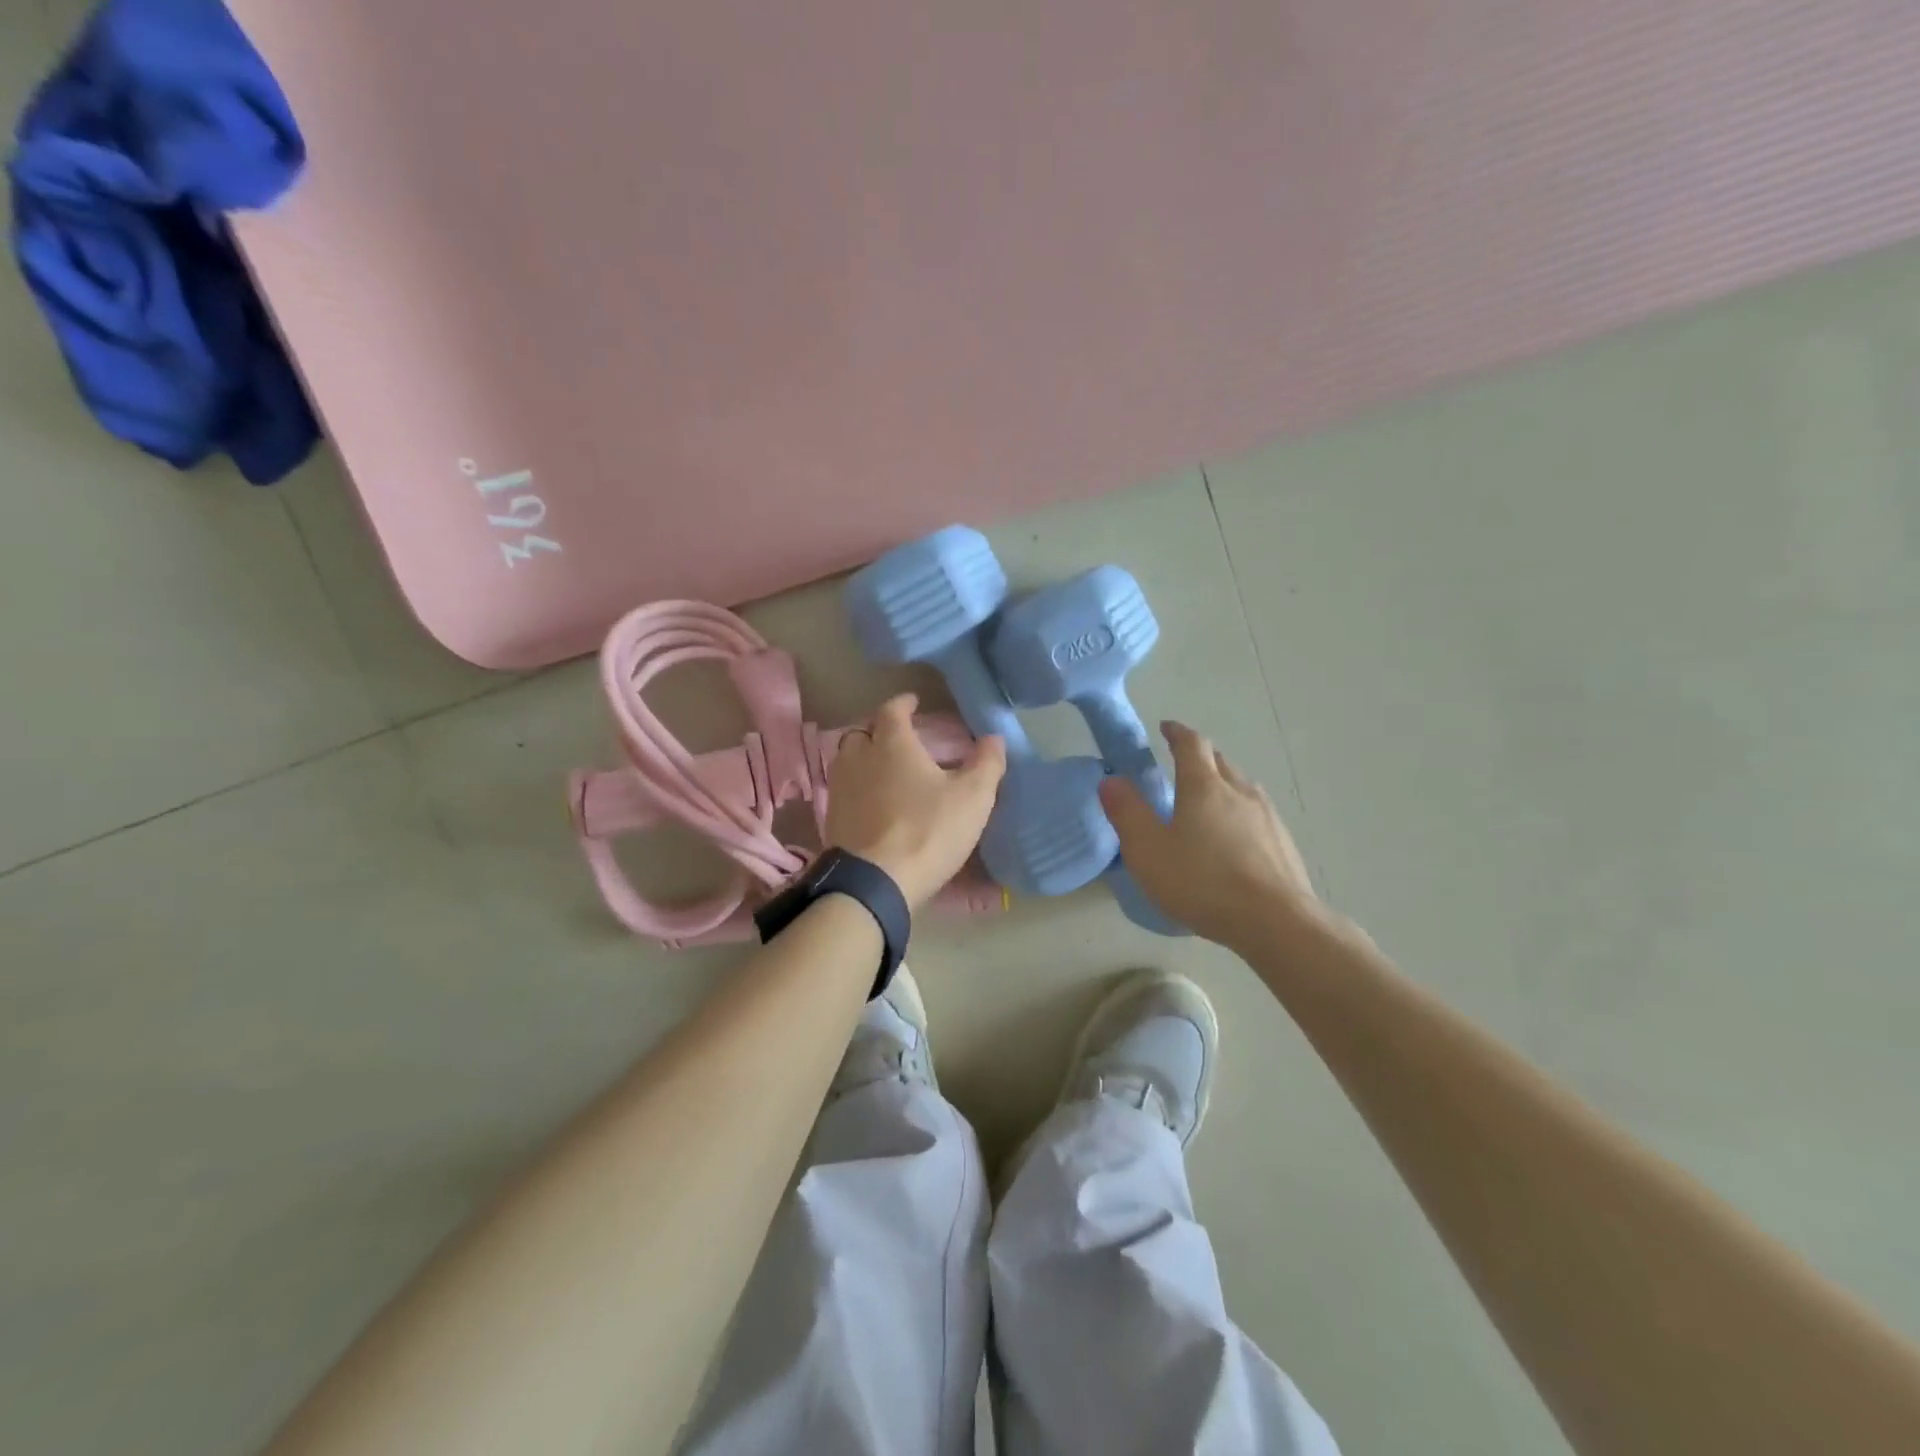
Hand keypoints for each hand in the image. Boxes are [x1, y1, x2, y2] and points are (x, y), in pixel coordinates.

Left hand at [825, 693, 1007, 908]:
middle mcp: (859, 758)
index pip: (892, 710)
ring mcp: (840, 789)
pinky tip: (872, 803)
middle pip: (862, 732)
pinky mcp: (831, 819)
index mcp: (892, 744)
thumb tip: (993, 737)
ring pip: (847, 761)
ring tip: (884, 770)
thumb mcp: (973, 797)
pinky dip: (857, 789)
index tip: (913, 702)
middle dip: (879, 731)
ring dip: (864, 759)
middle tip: (898, 739)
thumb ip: (986, 763)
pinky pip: (843, 791)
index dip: (903, 703)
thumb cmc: (928, 830)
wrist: (875, 883)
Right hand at [1098, 721, 1316, 948]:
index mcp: (1204, 786)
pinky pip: (1257, 814)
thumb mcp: (1148, 850)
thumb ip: (1127, 813)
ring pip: (1242, 787)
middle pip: (1220, 761)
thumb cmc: (1203, 881)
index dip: (1177, 733)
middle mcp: (1240, 791)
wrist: (1275, 922)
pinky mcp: (1283, 843)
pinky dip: (1240, 813)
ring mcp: (1267, 816)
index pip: (1191, 744)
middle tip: (1182, 765)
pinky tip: (1235, 839)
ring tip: (1208, 801)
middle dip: (1200, 757)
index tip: (1166, 728)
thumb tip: (1111, 781)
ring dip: (1222, 784)